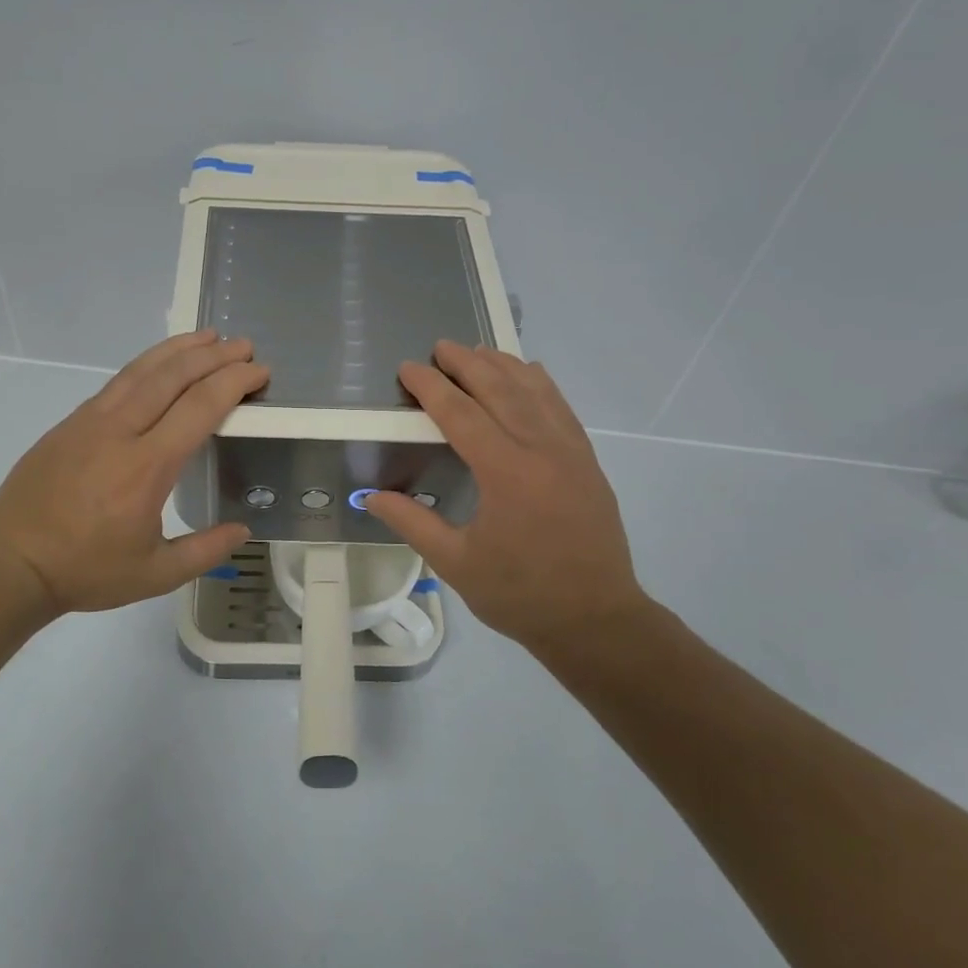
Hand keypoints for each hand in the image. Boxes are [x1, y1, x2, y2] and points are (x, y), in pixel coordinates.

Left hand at [0, 330, 268, 617]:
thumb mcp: (155, 574)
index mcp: (147, 467)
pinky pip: (117, 382)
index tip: (258, 372)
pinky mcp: (70, 423)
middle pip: (173, 376)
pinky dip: (146, 364)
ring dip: (179, 349)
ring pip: (141, 370)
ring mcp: (90, 421)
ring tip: (208, 336)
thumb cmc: (86, 570)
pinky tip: (159, 364)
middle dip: (214, 355)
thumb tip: (243, 530)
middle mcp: (120, 432)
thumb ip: (205, 550)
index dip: (234, 382)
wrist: (11, 562)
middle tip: (243, 346)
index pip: (200, 407)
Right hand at [364, 341, 651, 657]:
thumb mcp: (456, 563)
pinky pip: (562, 408)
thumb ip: (412, 523)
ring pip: (536, 392)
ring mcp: (571, 452)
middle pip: (501, 390)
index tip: (408, 367)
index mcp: (507, 473)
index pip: (461, 414)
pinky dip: (541, 384)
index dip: (431, 387)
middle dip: (467, 364)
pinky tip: (529, 374)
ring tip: (478, 350)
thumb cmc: (520, 595)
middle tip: (440, 346)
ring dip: (504, 366)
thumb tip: (370, 496)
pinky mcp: (587, 462)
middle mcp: (542, 450)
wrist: (596, 620)